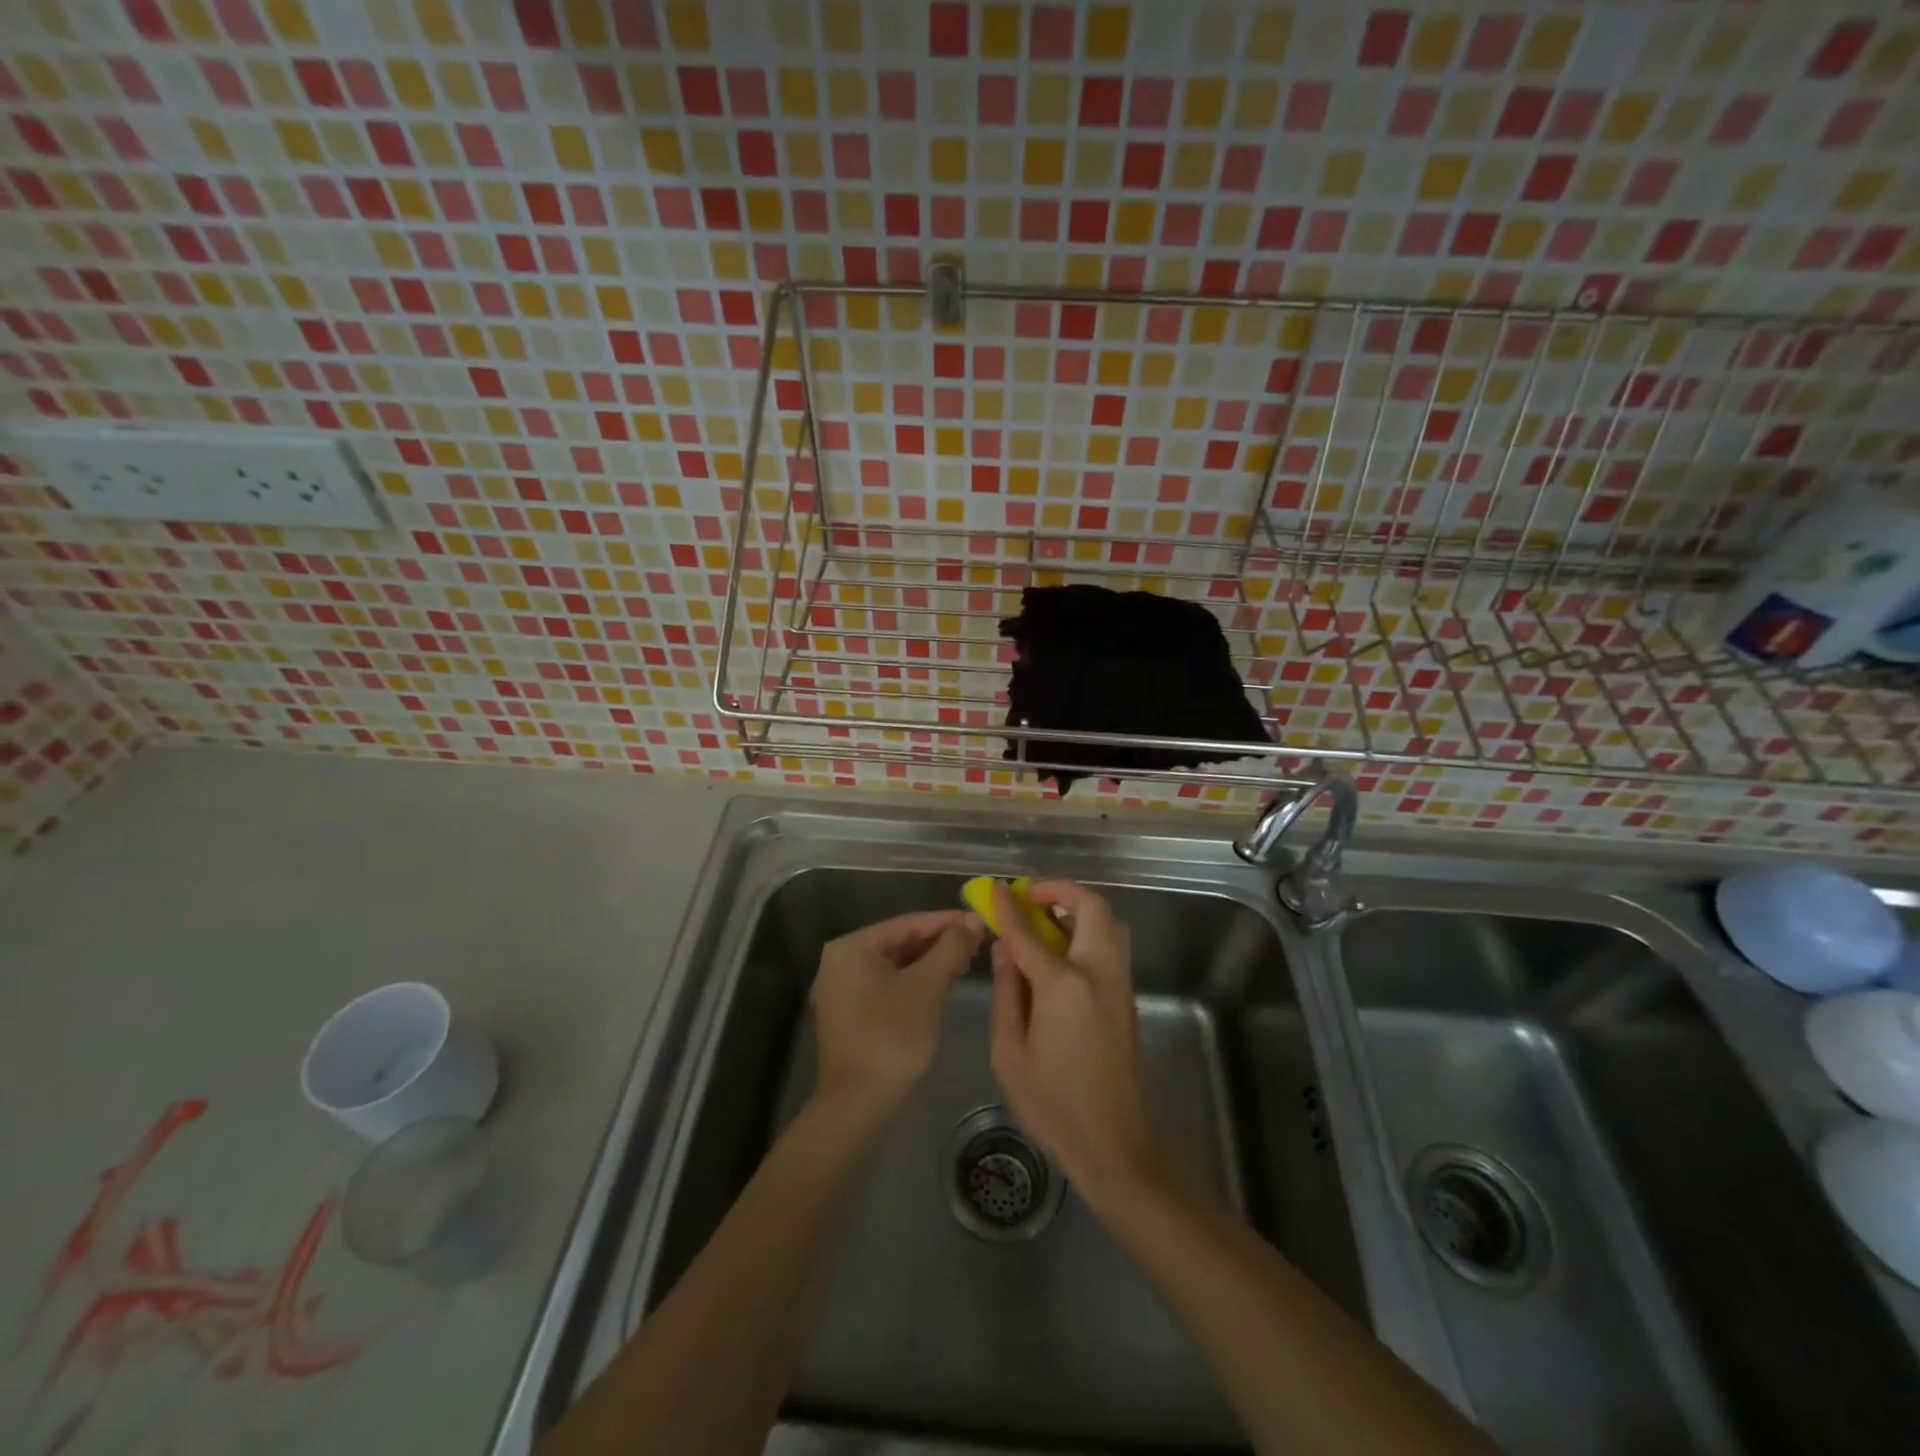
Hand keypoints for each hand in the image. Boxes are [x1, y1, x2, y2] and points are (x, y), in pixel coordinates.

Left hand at [811, 910, 982, 1120]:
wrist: (858, 1105)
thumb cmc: (892, 1037)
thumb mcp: (928, 987)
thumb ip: (950, 949)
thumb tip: (972, 921)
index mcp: (851, 947)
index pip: (907, 923)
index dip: (946, 921)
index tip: (979, 920)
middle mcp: (840, 962)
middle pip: (899, 943)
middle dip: (939, 943)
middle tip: (977, 942)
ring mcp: (842, 990)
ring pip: (894, 966)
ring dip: (929, 963)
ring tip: (966, 961)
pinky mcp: (850, 1015)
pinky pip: (887, 986)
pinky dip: (914, 983)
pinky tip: (942, 984)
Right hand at [988, 881, 1165, 1209]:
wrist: (1114, 1144)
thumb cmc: (1052, 1103)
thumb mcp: (1009, 1051)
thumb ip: (1007, 991)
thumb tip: (1006, 948)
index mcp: (1064, 986)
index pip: (1030, 932)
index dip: (1010, 907)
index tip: (995, 888)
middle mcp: (1099, 973)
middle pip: (1090, 908)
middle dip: (1060, 891)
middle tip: (1031, 897)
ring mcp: (1119, 984)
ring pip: (1108, 923)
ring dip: (1078, 910)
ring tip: (1045, 922)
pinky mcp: (1127, 998)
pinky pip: (1110, 946)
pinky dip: (1088, 932)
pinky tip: (1061, 953)